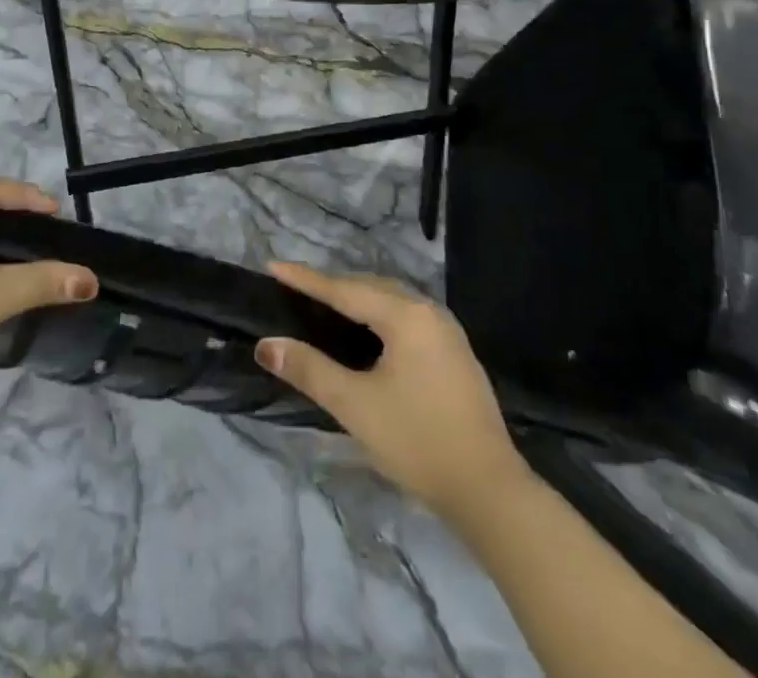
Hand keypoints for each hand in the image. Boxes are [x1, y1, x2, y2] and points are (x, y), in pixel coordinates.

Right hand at [256, 262, 524, 521]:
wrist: (490, 492)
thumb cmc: (418, 441)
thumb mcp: (356, 406)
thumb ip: (310, 370)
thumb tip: (267, 345)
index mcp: (407, 315)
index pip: (345, 289)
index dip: (307, 279)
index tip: (274, 266)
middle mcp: (429, 312)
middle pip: (371, 287)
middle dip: (332, 285)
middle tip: (296, 287)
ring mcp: (447, 333)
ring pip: (391, 302)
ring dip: (357, 300)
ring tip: (324, 304)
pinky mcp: (454, 355)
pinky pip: (406, 319)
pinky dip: (378, 317)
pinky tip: (366, 334)